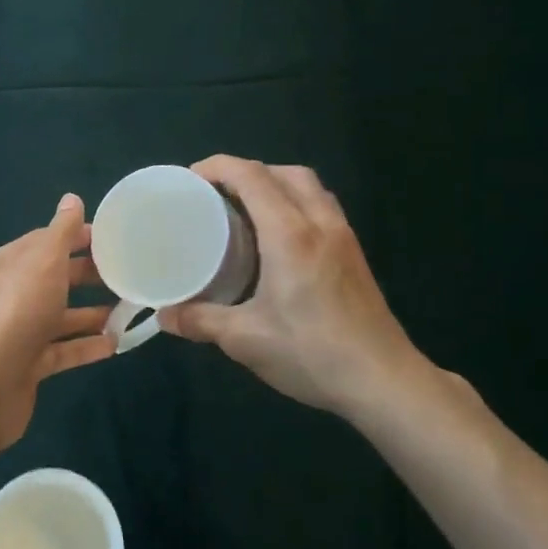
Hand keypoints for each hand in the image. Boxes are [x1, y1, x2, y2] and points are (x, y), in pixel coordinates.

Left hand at [0, 194, 114, 449]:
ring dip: (93, 313)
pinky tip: (115, 345)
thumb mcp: (42, 261)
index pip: (48, 241)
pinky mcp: (28, 365)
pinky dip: (86, 346)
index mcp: (11, 263)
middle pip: (57, 278)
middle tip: (131, 275)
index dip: (80, 237)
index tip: (117, 240)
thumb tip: (71, 198)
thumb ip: (60, 232)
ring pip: (61, 316)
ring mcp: (20, 331)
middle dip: (91, 275)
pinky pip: (63, 351)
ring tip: (130, 311)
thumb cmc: (15, 312)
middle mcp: (13, 293)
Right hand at [159, 156, 433, 427]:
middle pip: (284, 172)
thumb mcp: (245, 339)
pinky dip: (295, 203)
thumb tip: (163, 316)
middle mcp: (320, 224)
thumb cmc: (312, 354)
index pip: (252, 177)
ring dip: (275, 183)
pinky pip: (322, 207)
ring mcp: (343, 238)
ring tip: (245, 210)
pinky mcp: (354, 255)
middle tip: (215, 195)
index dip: (217, 167)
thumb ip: (200, 321)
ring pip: (308, 187)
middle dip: (246, 172)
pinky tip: (278, 238)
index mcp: (290, 234)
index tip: (189, 180)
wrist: (384, 382)